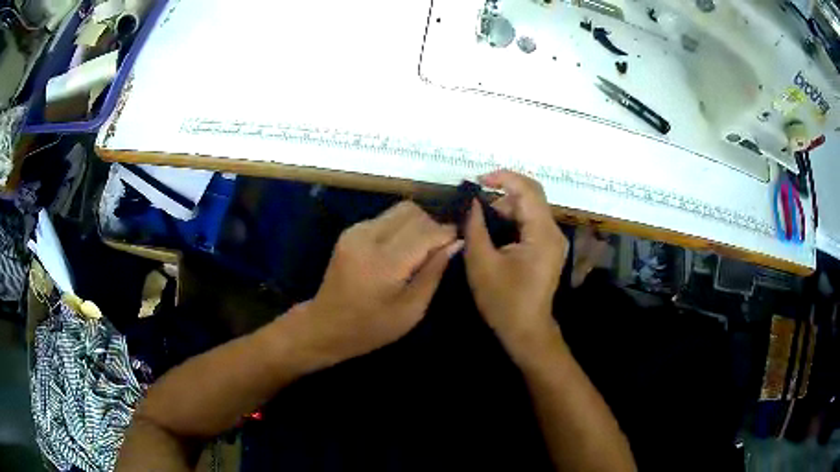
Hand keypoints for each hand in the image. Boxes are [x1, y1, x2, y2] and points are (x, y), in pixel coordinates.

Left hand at [294, 201, 460, 363]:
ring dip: (417, 224)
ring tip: (422, 248)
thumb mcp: (411, 311)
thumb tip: (455, 243)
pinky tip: (402, 249)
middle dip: (433, 225)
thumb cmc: (371, 328)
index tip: (460, 241)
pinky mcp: (350, 231)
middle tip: (440, 248)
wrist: (325, 326)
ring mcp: (356, 231)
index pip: (425, 231)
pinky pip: (385, 218)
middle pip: (413, 212)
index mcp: (384, 263)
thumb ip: (433, 273)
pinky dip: (401, 227)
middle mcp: (368, 238)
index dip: (447, 233)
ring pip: (399, 210)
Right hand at [464, 170, 568, 358]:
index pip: (528, 190)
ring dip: (507, 208)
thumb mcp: (482, 263)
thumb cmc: (503, 301)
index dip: (503, 178)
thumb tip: (473, 202)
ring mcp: (553, 241)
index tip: (478, 180)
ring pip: (531, 209)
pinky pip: (531, 223)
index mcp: (542, 234)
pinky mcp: (549, 249)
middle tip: (476, 204)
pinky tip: (495, 231)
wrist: (526, 331)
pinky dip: (513, 220)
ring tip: (482, 221)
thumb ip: (476, 227)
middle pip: (532, 197)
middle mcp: (554, 232)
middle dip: (503, 194)